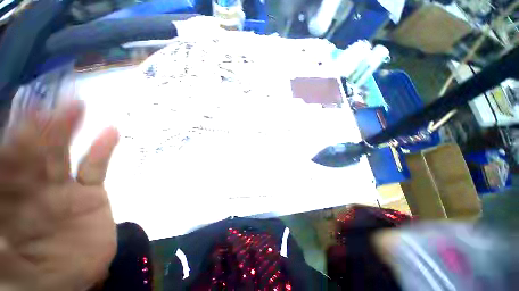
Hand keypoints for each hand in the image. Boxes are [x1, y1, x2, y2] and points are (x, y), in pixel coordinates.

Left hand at [0, 101, 118, 290]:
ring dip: (68, 131)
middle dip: (37, 131)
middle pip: (33, 156)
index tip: (19, 120)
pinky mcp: (90, 193)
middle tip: (47, 105)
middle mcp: (32, 190)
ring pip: (62, 156)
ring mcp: (63, 190)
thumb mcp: (11, 269)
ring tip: (76, 107)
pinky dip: (103, 150)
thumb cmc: (39, 276)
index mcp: (9, 205)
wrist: (77, 277)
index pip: (5, 169)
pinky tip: (111, 132)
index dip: (10, 146)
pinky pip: (96, 168)